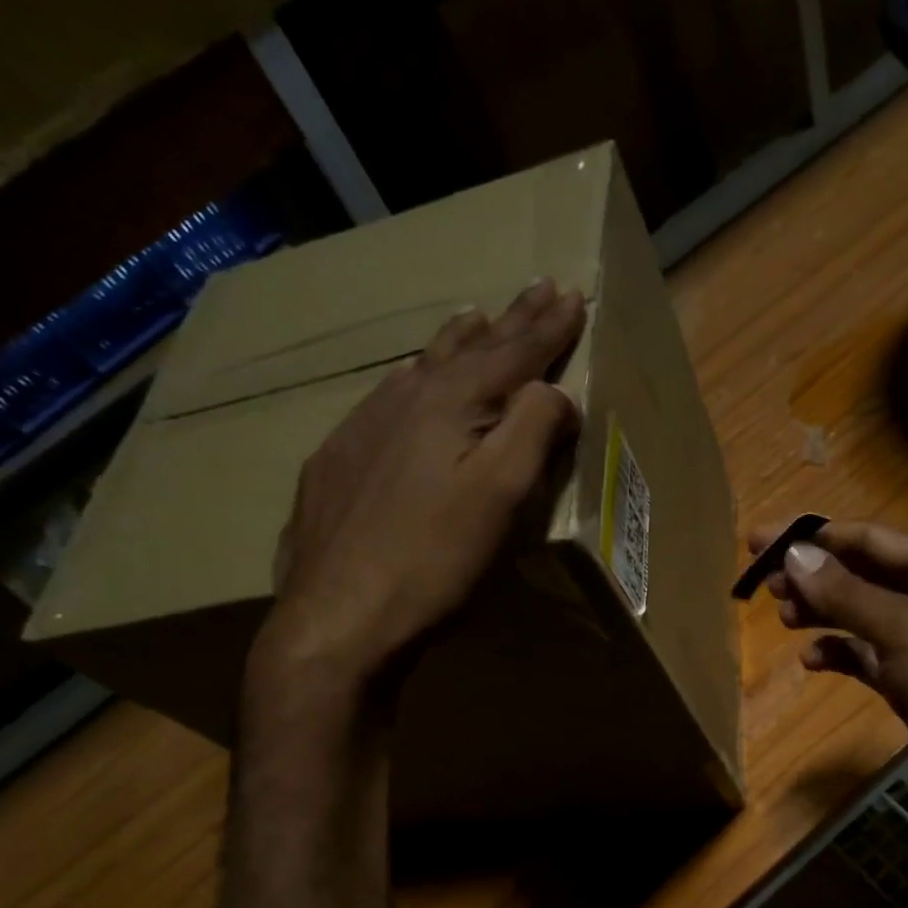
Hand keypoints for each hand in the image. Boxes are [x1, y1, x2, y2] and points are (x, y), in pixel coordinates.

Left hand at [249, 279, 586, 711]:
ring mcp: (360, 431)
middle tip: (535, 289)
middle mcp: (402, 403)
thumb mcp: (502, 496)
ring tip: (473, 318)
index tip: (572, 294)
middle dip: (507, 321)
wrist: (337, 618)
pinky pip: (383, 402)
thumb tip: (555, 391)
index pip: (512, 354)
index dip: (546, 327)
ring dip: (454, 344)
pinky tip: (405, 384)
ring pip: (418, 370)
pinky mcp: (335, 465)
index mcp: (450, 407)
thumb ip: (532, 432)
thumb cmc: (434, 562)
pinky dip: (410, 382)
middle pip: (466, 352)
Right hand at [753, 521, 907, 832]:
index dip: (811, 537)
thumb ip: (844, 592)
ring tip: (783, 618)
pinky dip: (841, 653)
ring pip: (861, 614)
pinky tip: (812, 660)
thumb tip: (793, 554)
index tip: (758, 540)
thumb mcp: (902, 629)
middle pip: (861, 573)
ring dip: (823, 613)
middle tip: (762, 584)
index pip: (866, 537)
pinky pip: (868, 655)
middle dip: (813, 576)